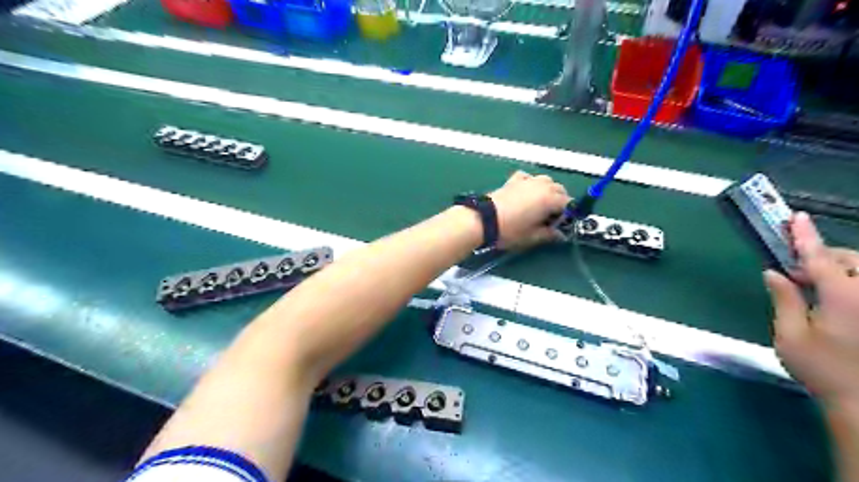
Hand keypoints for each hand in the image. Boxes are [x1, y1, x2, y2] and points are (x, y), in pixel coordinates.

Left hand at [490, 172, 569, 250]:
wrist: (484, 220)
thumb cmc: (510, 230)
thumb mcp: (532, 236)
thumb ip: (549, 234)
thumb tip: (560, 235)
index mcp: (550, 199)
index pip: (568, 203)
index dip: (568, 214)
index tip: (561, 224)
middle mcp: (541, 185)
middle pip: (559, 189)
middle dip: (560, 201)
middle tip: (552, 216)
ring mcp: (527, 180)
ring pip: (546, 180)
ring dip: (548, 190)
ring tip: (540, 204)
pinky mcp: (513, 180)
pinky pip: (528, 177)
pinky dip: (531, 183)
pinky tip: (526, 192)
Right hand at [769, 212, 858, 405]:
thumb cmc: (823, 371)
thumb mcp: (790, 336)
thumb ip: (783, 299)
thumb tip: (773, 272)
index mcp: (845, 298)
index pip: (819, 258)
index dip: (804, 236)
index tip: (795, 217)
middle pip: (851, 260)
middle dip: (825, 258)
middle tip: (799, 275)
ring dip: (842, 270)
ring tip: (819, 289)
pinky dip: (850, 284)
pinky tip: (838, 300)